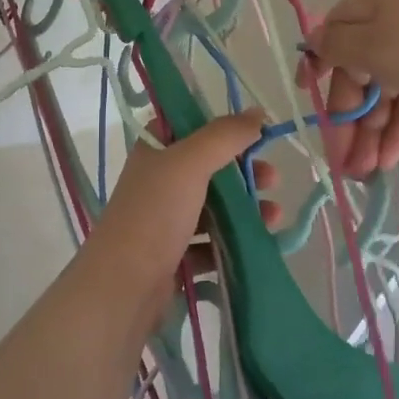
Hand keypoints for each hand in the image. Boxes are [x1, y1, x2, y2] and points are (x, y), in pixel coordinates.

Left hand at [91, 114, 280, 311]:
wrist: (124, 286)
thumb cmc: (155, 213)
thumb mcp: (190, 163)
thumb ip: (225, 136)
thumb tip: (258, 112)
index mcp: (154, 151)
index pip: (188, 126)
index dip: (220, 127)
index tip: (253, 134)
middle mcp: (158, 181)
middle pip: (208, 167)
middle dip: (244, 171)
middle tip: (272, 180)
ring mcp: (165, 220)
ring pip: (213, 206)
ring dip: (246, 207)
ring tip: (273, 217)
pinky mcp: (175, 255)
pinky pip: (211, 241)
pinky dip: (235, 240)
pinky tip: (258, 244)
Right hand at [303, 0, 398, 173]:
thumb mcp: (372, 46)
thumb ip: (334, 47)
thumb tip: (312, 41)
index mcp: (365, 2)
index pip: (328, 38)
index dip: (316, 73)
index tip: (308, 107)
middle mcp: (386, 18)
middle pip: (355, 71)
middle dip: (347, 118)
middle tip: (341, 163)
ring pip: (382, 90)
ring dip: (371, 131)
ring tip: (365, 173)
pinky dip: (398, 126)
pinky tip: (389, 160)